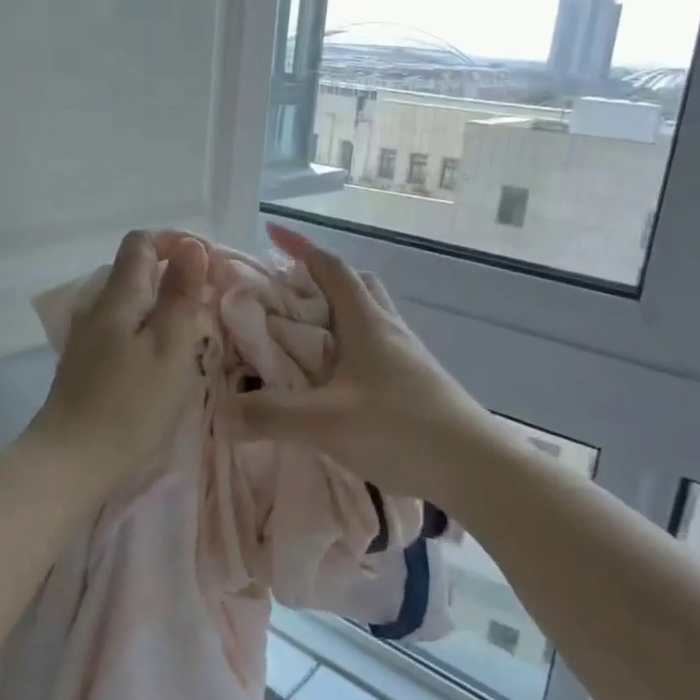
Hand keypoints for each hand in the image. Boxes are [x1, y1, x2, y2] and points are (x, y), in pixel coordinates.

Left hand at [24, 230, 211, 497]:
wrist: (71, 462)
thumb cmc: (130, 405)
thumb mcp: (169, 347)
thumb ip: (179, 294)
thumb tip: (190, 245)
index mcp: (116, 296)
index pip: (140, 242)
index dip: (175, 242)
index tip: (209, 266)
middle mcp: (96, 307)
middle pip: (134, 271)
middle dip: (174, 275)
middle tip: (210, 303)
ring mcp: (86, 336)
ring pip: (129, 302)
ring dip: (163, 305)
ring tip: (193, 332)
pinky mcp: (85, 363)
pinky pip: (122, 328)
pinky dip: (147, 329)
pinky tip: (162, 359)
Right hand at [232, 223, 494, 501]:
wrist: (476, 468)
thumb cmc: (402, 429)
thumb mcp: (326, 422)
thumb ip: (270, 415)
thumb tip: (223, 411)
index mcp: (366, 323)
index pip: (331, 269)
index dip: (301, 246)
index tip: (272, 231)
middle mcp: (387, 330)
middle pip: (355, 286)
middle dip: (320, 280)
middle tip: (287, 295)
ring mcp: (405, 357)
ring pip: (367, 318)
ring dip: (335, 316)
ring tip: (303, 340)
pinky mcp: (414, 384)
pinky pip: (374, 350)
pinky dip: (348, 350)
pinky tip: (333, 383)